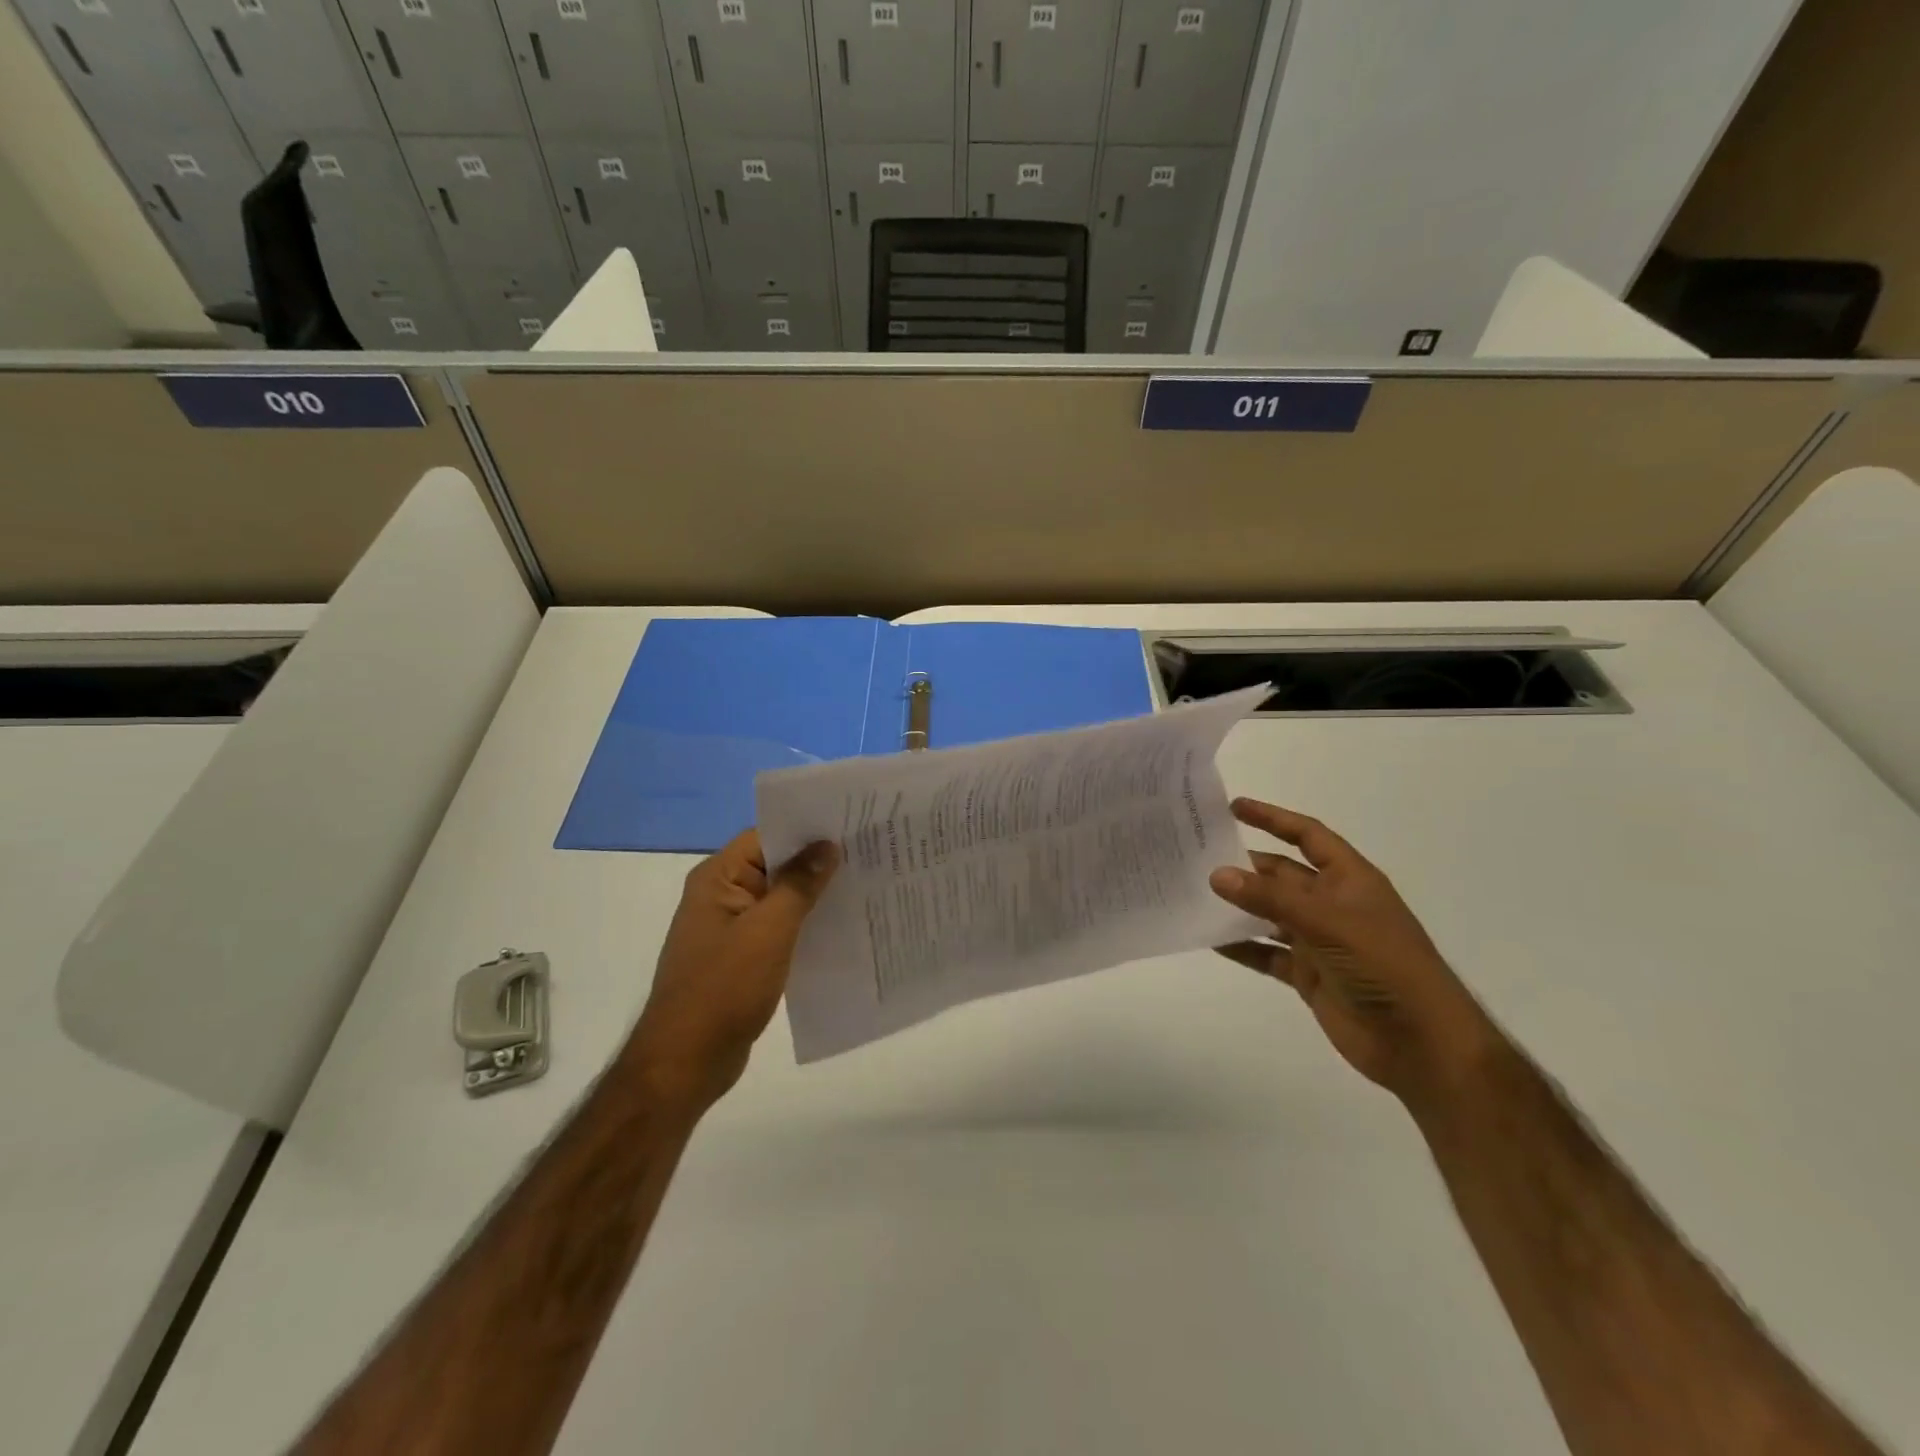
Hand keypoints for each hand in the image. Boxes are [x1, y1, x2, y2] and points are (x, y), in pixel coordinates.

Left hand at [625, 830, 837, 1110]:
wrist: (685, 1062)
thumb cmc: (724, 988)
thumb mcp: (769, 930)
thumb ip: (799, 885)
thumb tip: (827, 845)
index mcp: (718, 879)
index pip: (767, 836)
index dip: (808, 829)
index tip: (852, 827)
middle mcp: (722, 895)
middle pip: (775, 865)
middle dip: (818, 862)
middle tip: (870, 854)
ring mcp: (731, 929)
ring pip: (780, 899)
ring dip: (815, 895)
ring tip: (865, 886)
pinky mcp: (742, 958)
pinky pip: (779, 929)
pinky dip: (806, 925)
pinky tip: (841, 928)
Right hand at [1209, 798, 1497, 1107]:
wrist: (1421, 1043)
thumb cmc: (1384, 967)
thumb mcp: (1327, 923)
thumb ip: (1270, 898)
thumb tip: (1216, 874)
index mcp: (1349, 880)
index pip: (1307, 836)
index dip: (1273, 818)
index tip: (1233, 807)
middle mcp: (1333, 904)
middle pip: (1283, 875)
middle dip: (1246, 865)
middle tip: (1198, 856)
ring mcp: (1320, 941)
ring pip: (1270, 914)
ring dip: (1239, 906)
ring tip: (1196, 894)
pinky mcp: (1310, 975)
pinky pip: (1267, 953)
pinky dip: (1242, 947)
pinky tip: (1211, 940)